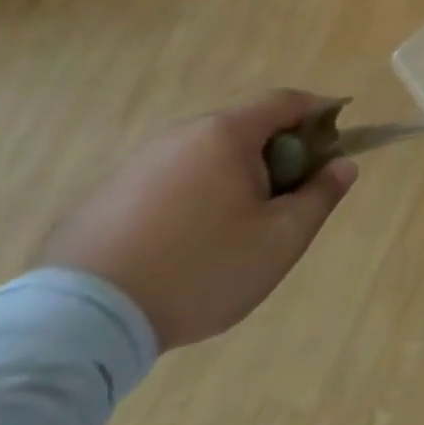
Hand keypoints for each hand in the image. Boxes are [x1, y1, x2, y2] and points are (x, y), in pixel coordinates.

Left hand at [41, 90, 357, 350]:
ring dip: (235, 176)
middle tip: (290, 198)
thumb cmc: (200, 270)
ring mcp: (138, 163)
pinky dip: (194, 196)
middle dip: (278, 153)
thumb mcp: (280, 240)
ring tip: (238, 229)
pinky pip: (170, 180)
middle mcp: (181, 135)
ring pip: (206, 156)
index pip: (286, 102)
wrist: (79, 323)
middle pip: (246, 128)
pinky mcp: (106, 195)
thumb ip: (320, 196)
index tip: (337, 140)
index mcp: (226, 135)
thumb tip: (344, 165)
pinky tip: (188, 244)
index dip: (320, 113)